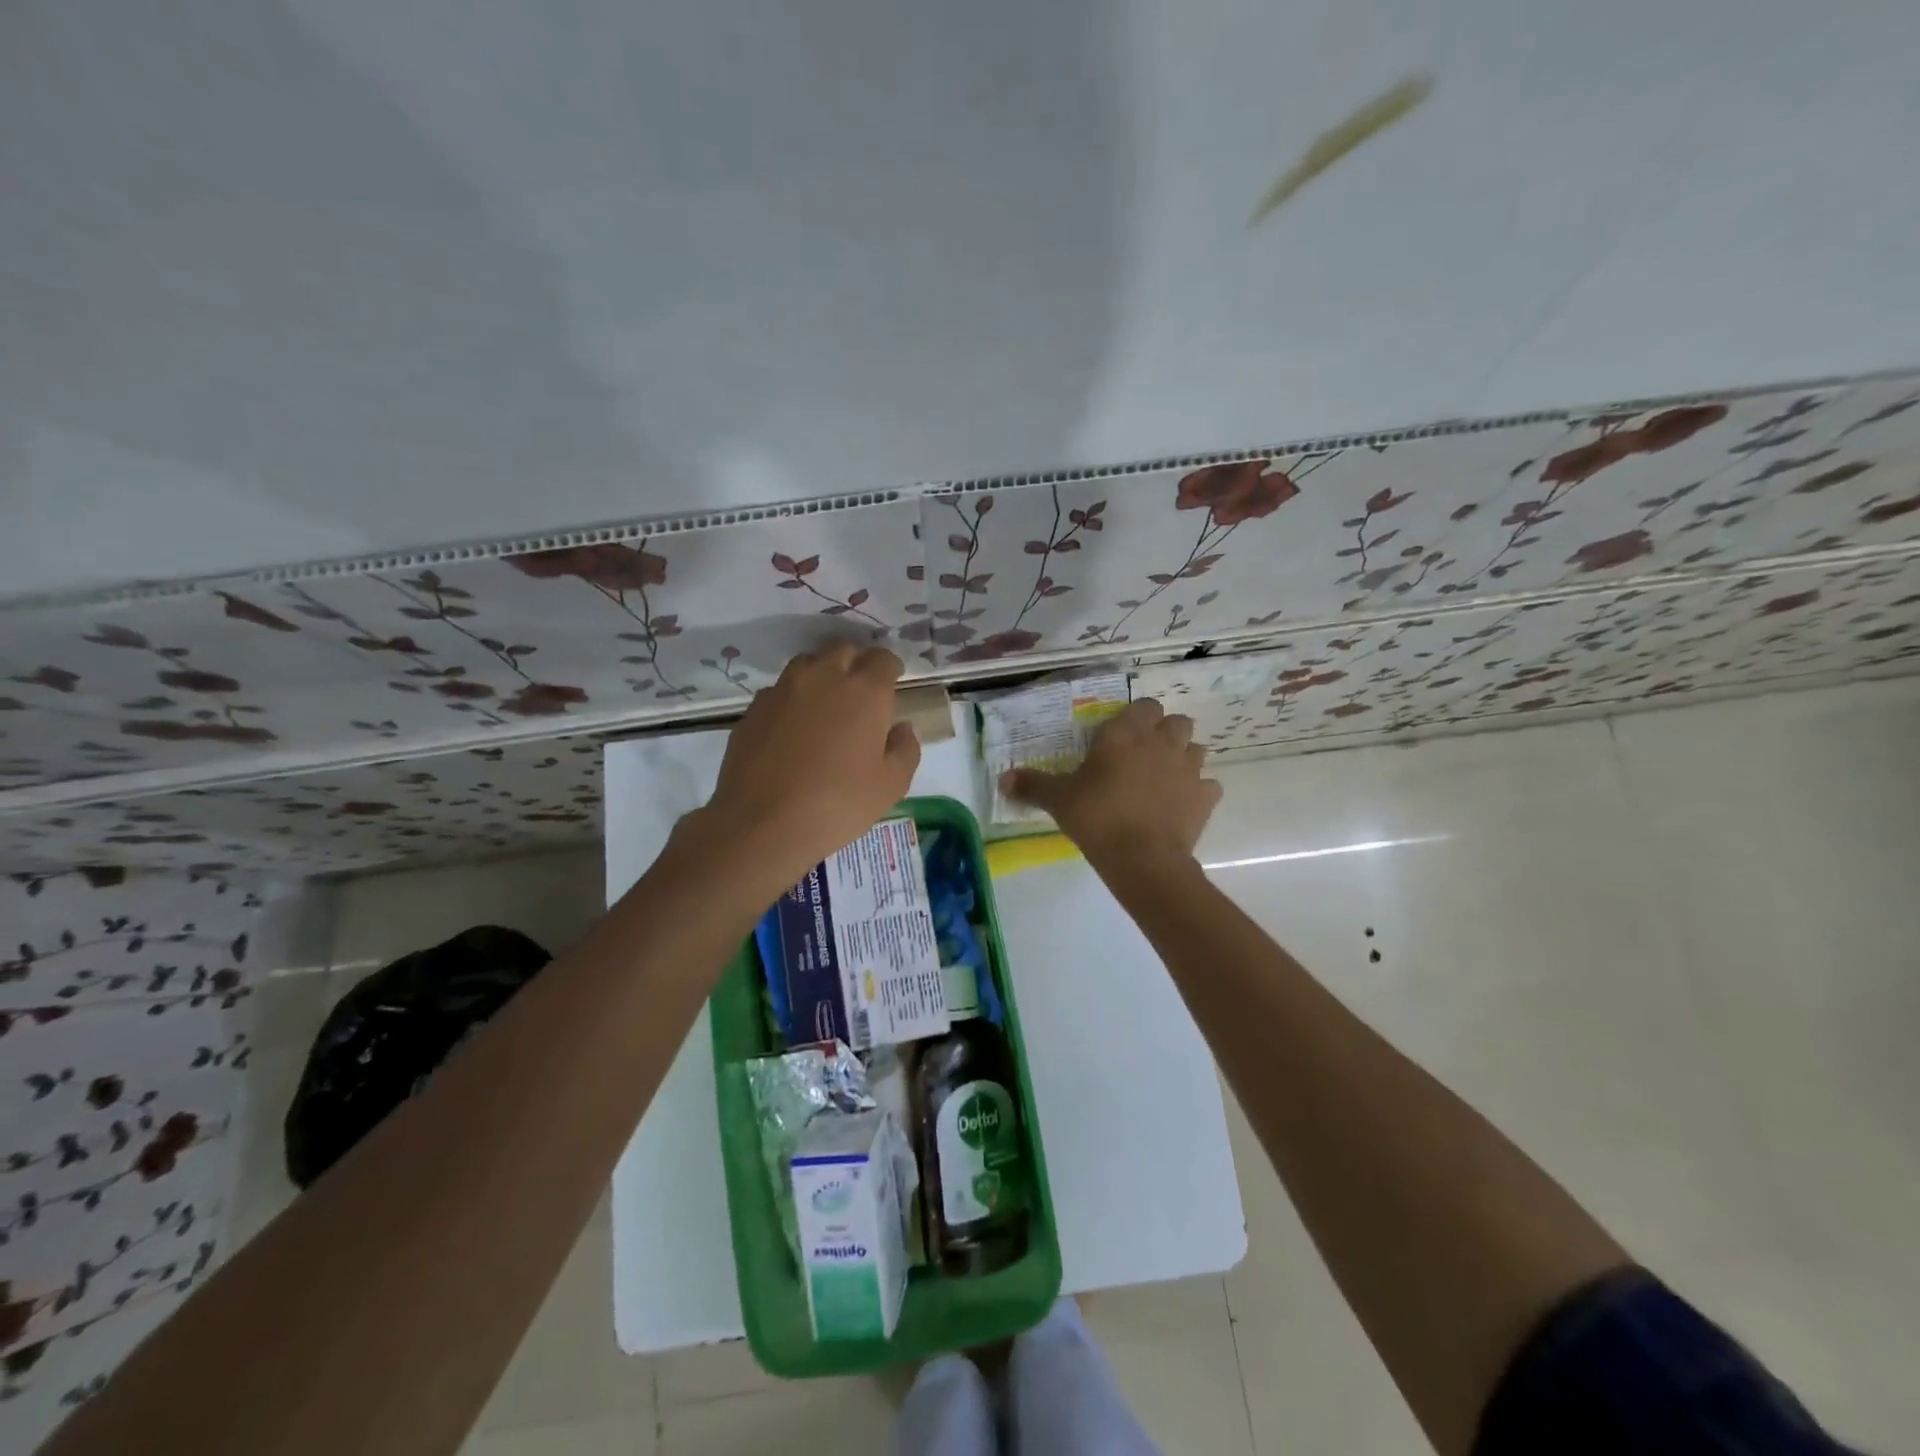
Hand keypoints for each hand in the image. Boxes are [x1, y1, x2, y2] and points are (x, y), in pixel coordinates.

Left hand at [698, 644, 920, 880]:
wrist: (762, 823)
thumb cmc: (838, 804)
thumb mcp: (891, 785)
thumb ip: (905, 749)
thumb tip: (902, 728)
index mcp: (865, 691)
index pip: (883, 658)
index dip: (890, 667)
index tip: (893, 682)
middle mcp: (824, 678)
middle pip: (843, 649)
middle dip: (856, 662)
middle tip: (860, 690)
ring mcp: (783, 690)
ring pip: (807, 664)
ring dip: (822, 674)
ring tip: (825, 704)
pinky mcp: (754, 709)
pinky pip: (779, 691)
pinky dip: (792, 699)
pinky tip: (792, 729)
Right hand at [1001, 698, 1220, 871]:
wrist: (1142, 858)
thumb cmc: (1096, 817)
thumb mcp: (1058, 800)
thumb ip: (1032, 785)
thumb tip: (1002, 779)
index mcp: (1125, 734)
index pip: (1144, 706)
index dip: (1137, 717)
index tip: (1123, 735)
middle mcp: (1161, 743)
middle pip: (1177, 721)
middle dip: (1165, 732)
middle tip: (1145, 754)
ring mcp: (1188, 768)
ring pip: (1196, 749)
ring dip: (1184, 757)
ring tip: (1165, 777)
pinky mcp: (1205, 797)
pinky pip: (1208, 785)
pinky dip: (1199, 791)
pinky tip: (1182, 804)